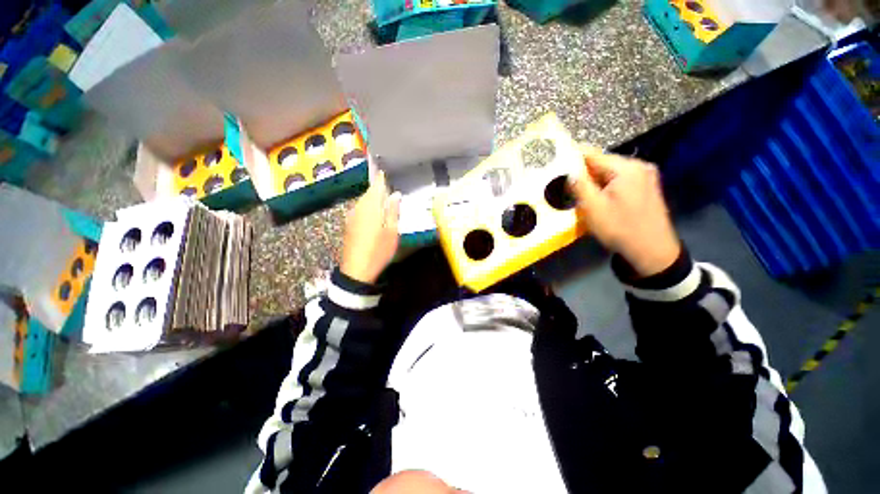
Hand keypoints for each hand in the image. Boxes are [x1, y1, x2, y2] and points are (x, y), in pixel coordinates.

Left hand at [341, 170, 401, 284]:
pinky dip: (369, 207)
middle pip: (370, 193)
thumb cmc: (378, 250)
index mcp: (370, 206)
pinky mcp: (349, 225)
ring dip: (374, 199)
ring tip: (386, 200)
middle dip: (380, 188)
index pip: (377, 186)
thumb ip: (393, 211)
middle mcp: (358, 207)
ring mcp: (352, 216)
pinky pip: (360, 209)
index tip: (387, 171)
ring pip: (365, 201)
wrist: (356, 269)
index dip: (382, 178)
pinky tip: (376, 215)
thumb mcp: (392, 231)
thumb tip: (395, 194)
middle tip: (392, 186)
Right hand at [568, 146, 680, 277]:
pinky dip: (606, 185)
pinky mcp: (647, 187)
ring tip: (579, 190)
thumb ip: (579, 185)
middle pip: (603, 163)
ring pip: (611, 173)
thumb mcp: (593, 207)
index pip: (594, 155)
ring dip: (594, 180)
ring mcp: (646, 176)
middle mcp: (639, 166)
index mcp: (627, 168)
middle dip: (584, 172)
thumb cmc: (619, 228)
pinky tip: (597, 196)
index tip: (558, 158)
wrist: (652, 251)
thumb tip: (569, 171)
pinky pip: (620, 180)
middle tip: (566, 181)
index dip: (574, 156)